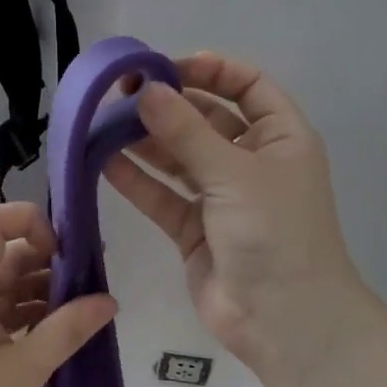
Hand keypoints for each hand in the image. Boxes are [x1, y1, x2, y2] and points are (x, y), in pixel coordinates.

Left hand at [0, 203, 116, 386]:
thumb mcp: (25, 369)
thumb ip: (68, 329)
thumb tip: (109, 300)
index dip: (29, 222)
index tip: (65, 253)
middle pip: (3, 256)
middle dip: (49, 262)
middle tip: (93, 280)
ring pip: (5, 288)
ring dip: (43, 293)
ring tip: (85, 311)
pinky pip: (0, 316)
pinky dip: (30, 318)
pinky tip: (61, 334)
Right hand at [105, 52, 365, 374]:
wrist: (283, 319)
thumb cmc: (275, 233)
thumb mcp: (235, 174)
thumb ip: (187, 132)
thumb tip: (147, 91)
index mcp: (281, 138)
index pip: (248, 87)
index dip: (211, 70)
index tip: (166, 67)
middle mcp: (252, 162)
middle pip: (207, 120)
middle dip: (168, 105)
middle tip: (121, 93)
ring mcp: (221, 198)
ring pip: (179, 158)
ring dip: (145, 141)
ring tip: (103, 123)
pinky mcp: (194, 230)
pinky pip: (163, 196)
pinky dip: (137, 180)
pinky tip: (104, 161)